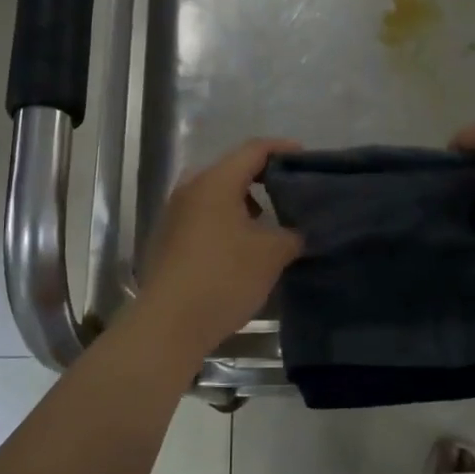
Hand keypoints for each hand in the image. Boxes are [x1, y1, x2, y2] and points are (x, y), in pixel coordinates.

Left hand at [134, 138, 304, 356]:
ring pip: (216, 196)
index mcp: (215, 182)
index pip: (253, 150)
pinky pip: (203, 217)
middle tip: (290, 193)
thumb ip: (292, 234)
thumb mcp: (271, 255)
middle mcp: (190, 190)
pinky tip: (242, 248)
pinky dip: (226, 222)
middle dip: (263, 178)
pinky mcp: (168, 240)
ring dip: (243, 203)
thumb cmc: (224, 278)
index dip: (283, 149)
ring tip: (269, 224)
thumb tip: (298, 231)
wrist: (169, 323)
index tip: (306, 159)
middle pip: (232, 170)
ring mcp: (174, 215)